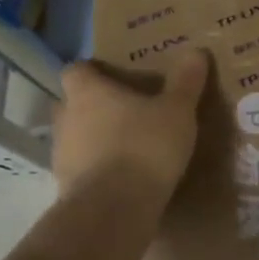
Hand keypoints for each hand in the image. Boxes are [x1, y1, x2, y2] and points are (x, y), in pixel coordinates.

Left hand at [52, 50, 209, 198]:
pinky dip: (99, 167)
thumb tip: (196, 51)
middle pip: (73, 103)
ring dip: (96, 138)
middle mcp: (66, 118)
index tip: (115, 75)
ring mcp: (62, 155)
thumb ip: (185, 81)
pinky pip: (83, 167)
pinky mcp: (67, 187)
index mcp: (88, 92)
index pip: (76, 70)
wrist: (114, 209)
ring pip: (76, 137)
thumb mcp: (177, 110)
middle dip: (95, 105)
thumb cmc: (144, 146)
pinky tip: (125, 174)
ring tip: (129, 144)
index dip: (93, 71)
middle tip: (127, 109)